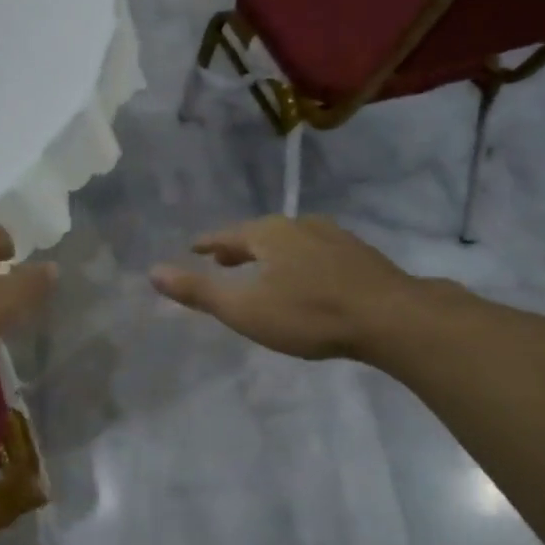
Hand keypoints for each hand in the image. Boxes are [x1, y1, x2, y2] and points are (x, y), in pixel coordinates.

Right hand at [150, 216, 423, 361]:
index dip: (209, 244)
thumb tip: (152, 271)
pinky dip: (300, 261)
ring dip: (271, 254)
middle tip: (223, 260)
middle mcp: (300, 226)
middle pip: (259, 234)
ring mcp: (334, 237)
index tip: (195, 247)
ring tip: (263, 269)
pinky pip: (316, 252)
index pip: (227, 235)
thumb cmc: (309, 314)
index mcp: (268, 233)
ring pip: (291, 241)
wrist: (393, 318)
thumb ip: (199, 292)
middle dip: (239, 248)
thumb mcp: (244, 309)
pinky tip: (308, 277)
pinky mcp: (360, 255)